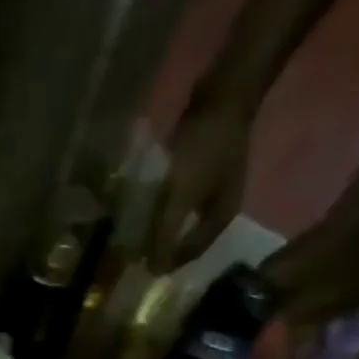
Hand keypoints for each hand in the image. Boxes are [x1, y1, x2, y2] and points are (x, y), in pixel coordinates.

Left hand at [152, 95, 253, 272]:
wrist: (225, 90)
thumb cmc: (205, 145)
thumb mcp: (182, 195)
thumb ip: (167, 233)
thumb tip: (154, 268)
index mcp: (220, 220)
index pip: (189, 255)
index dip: (165, 263)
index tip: (139, 266)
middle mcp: (219, 209)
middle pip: (186, 239)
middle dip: (161, 245)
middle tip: (134, 251)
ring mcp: (213, 189)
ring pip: (181, 219)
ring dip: (159, 226)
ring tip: (135, 232)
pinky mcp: (203, 171)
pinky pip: (178, 199)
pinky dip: (162, 206)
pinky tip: (145, 205)